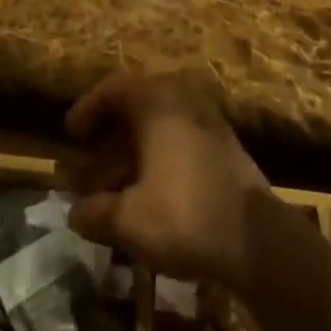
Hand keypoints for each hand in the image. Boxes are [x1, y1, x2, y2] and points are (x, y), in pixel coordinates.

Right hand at [62, 68, 271, 288]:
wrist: (258, 240)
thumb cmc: (186, 216)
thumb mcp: (130, 220)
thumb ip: (97, 213)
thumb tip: (75, 213)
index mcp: (156, 101)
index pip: (113, 89)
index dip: (87, 110)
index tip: (71, 135)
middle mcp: (182, 99)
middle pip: (136, 107)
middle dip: (109, 137)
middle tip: (89, 162)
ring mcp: (207, 120)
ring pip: (158, 126)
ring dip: (132, 151)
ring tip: (113, 185)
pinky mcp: (224, 145)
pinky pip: (179, 138)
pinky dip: (157, 157)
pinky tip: (148, 192)